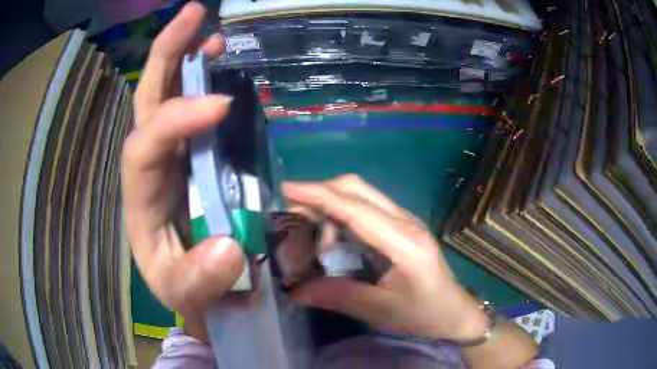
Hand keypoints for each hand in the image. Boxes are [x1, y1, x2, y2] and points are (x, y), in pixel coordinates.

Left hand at [121, 3, 244, 322]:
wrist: (192, 288)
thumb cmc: (183, 288)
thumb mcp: (186, 293)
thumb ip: (200, 278)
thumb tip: (227, 247)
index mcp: (139, 197)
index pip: (144, 144)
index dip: (176, 119)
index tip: (222, 105)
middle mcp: (149, 166)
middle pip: (147, 100)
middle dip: (166, 54)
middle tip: (193, 14)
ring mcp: (171, 156)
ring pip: (166, 96)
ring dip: (186, 58)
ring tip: (212, 33)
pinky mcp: (191, 156)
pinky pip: (192, 110)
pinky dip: (204, 83)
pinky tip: (222, 65)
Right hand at [283, 175, 488, 340]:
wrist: (455, 310)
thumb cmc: (423, 313)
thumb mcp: (381, 311)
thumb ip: (339, 296)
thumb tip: (296, 290)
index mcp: (404, 243)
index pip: (355, 209)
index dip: (319, 195)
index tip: (287, 189)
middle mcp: (406, 221)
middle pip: (357, 188)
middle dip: (321, 192)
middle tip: (292, 211)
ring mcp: (406, 219)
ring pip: (361, 193)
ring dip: (331, 202)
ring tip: (310, 231)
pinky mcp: (403, 224)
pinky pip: (367, 206)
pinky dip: (342, 211)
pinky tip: (333, 235)